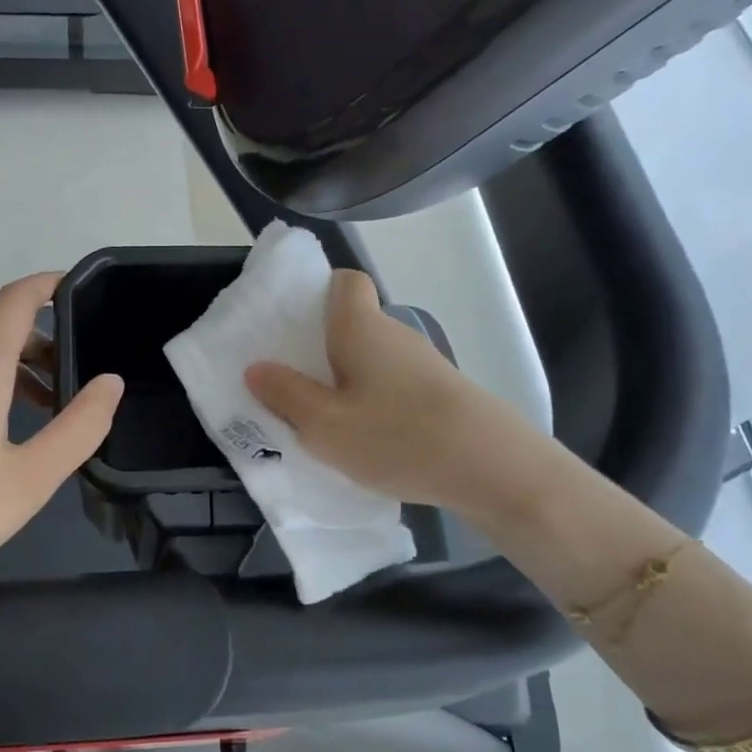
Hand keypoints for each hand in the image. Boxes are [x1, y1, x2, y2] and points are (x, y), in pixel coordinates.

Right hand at [245, 269, 498, 510]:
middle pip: (354, 324)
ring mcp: (424, 365)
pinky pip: (394, 385)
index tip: (292, 324)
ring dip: (347, 379)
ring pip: (374, 359)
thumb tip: (256, 368)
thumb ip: (285, 395)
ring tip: (324, 418)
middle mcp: (396, 335)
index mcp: (361, 328)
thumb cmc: (397, 436)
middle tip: (291, 382)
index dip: (318, 292)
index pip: (345, 282)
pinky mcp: (442, 395)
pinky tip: (367, 439)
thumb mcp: (324, 424)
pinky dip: (374, 401)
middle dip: (321, 347)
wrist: (494, 469)